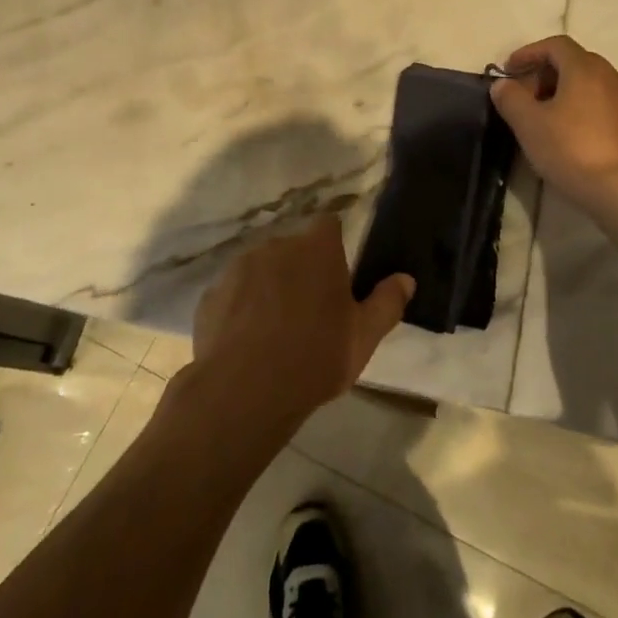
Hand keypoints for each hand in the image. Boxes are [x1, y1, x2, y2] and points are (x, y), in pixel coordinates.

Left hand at [183, 214, 414, 444]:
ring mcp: (238, 268)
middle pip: (293, 248)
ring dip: (269, 287)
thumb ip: (387, 302)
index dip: (333, 245)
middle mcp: (276, 245)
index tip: (337, 275)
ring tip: (274, 329)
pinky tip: (246, 342)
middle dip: (300, 269)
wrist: (244, 391)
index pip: (328, 225)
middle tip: (310, 310)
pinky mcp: (211, 295)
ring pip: (261, 269)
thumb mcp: (364, 336)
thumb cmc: (315, 357)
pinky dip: (240, 308)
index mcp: (316, 249)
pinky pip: (233, 294)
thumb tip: (406, 279)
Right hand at [490, 36, 617, 213]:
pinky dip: (587, 112)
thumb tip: (503, 84)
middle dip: (547, 75)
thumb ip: (511, 99)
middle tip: (526, 99)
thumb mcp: (529, 125)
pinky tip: (577, 139)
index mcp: (585, 68)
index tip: (509, 70)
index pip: (555, 45)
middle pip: (576, 63)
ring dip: (568, 95)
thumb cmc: (574, 150)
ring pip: (594, 87)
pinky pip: (608, 108)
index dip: (529, 53)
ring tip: (549, 121)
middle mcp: (613, 76)